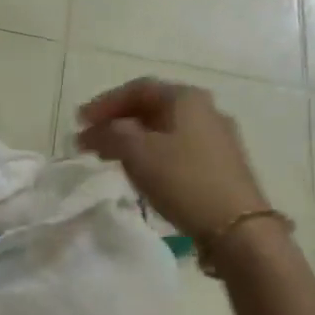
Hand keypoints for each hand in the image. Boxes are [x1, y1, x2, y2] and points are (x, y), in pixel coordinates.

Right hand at [76, 78, 267, 237]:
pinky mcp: (221, 164)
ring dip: (133, 139)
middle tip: (90, 140)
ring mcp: (217, 137)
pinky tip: (141, 171)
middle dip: (117, 121)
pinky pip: (177, 148)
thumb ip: (110, 134)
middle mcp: (205, 110)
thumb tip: (96, 130)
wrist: (236, 226)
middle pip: (152, 107)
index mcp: (186, 97)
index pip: (137, 88)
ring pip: (164, 129)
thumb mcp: (137, 152)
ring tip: (109, 156)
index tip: (79, 122)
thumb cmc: (183, 179)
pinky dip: (152, 153)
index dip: (104, 103)